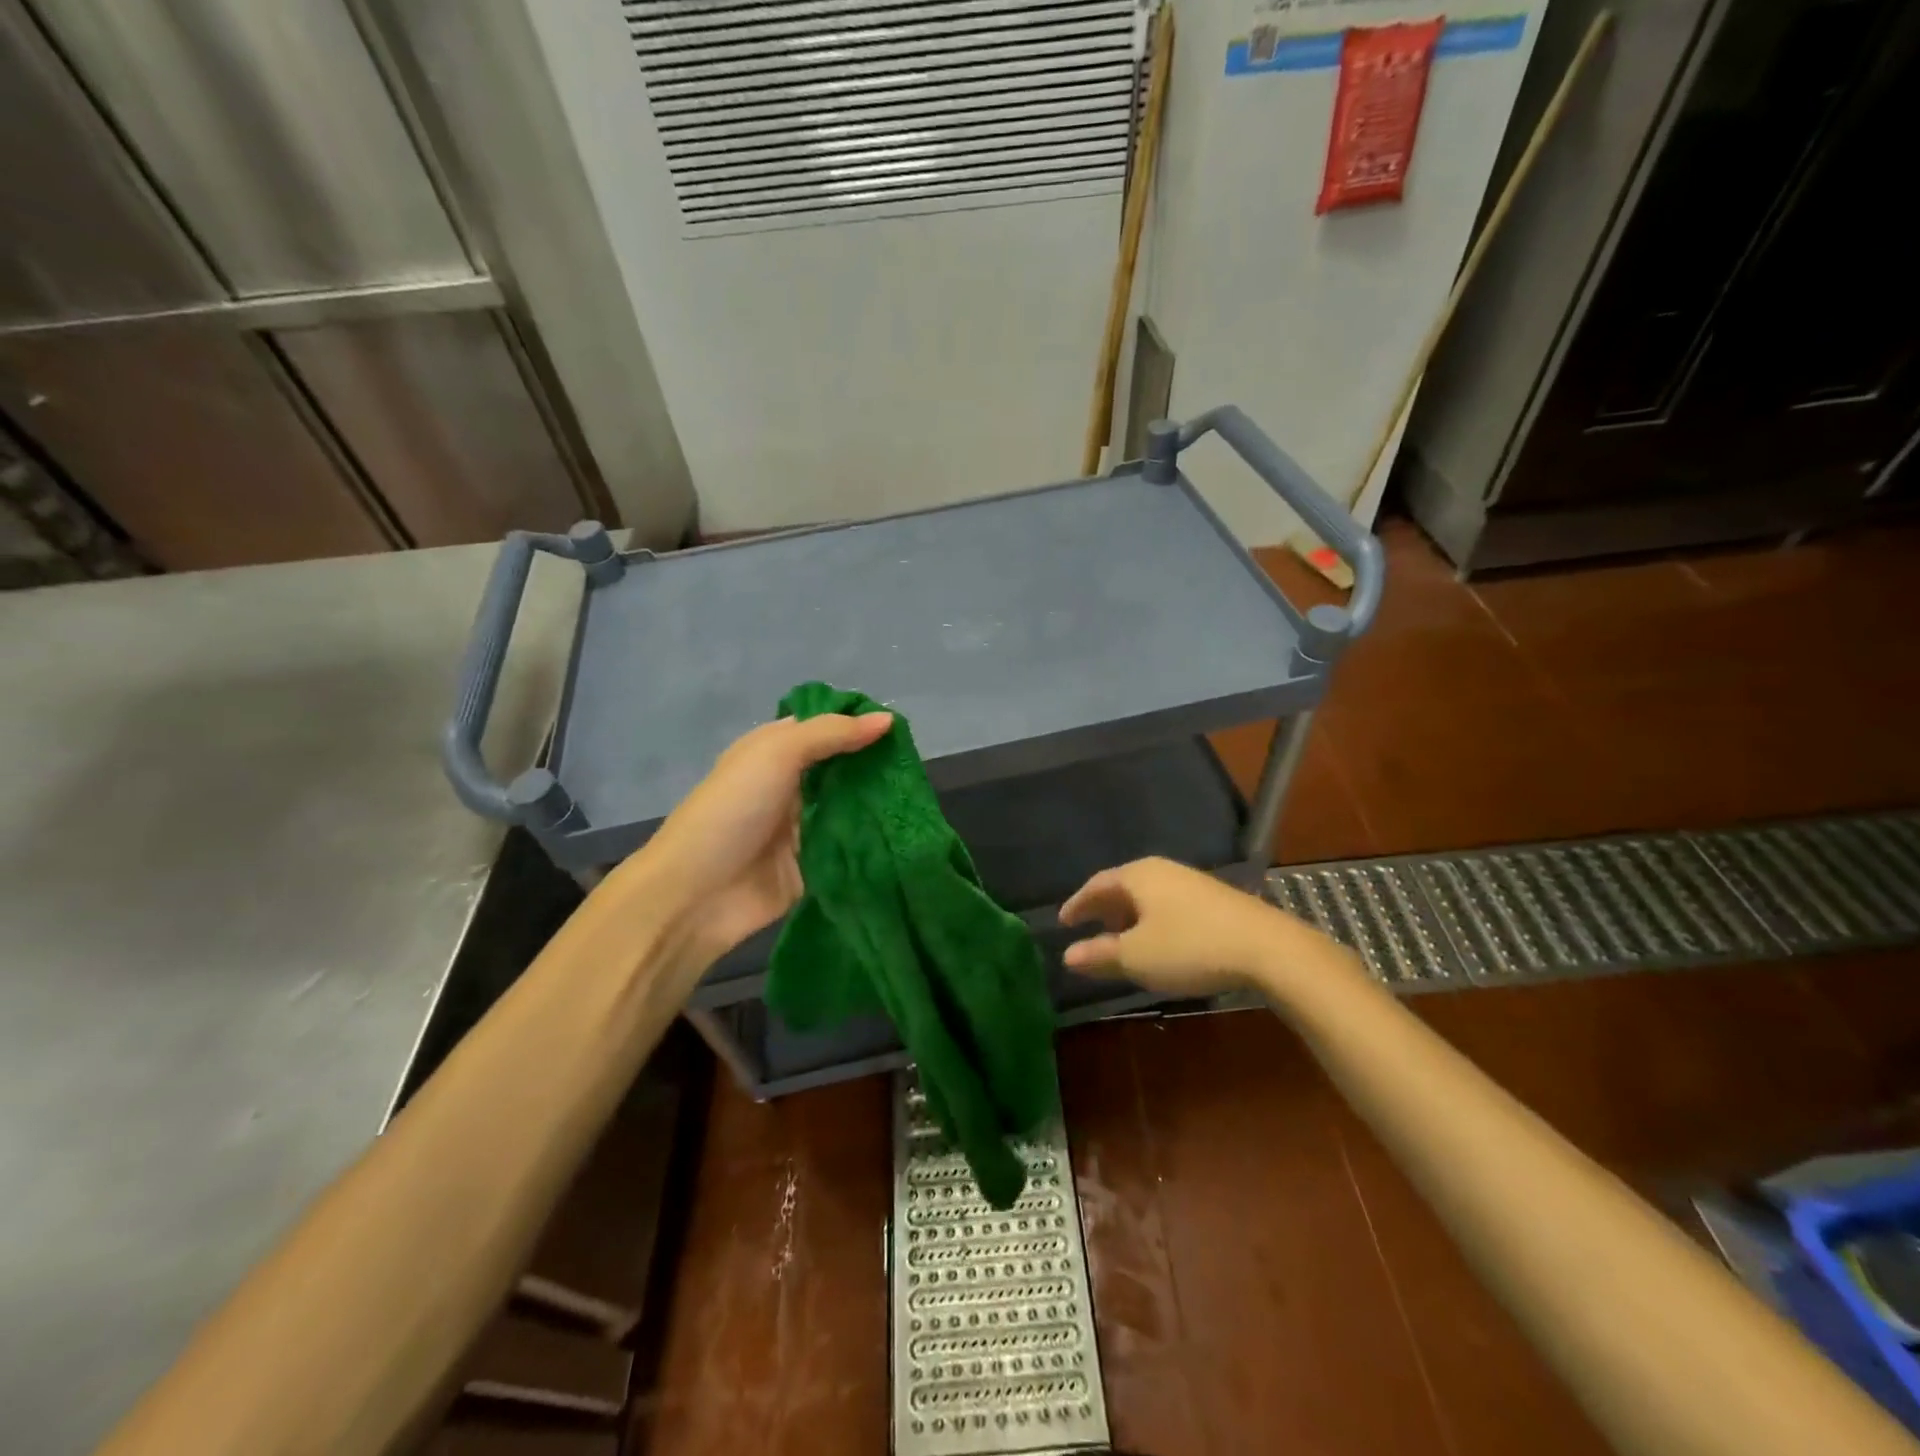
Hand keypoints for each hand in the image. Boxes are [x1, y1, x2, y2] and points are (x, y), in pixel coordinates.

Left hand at [636, 712, 892, 960]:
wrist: (696, 894)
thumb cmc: (733, 810)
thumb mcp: (777, 753)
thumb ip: (832, 734)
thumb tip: (888, 719)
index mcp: (775, 751)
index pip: (825, 727)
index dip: (859, 723)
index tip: (902, 729)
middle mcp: (791, 785)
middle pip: (843, 768)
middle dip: (876, 766)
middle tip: (915, 768)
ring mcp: (803, 827)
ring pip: (851, 808)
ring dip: (879, 804)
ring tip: (919, 800)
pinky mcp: (815, 866)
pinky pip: (850, 848)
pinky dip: (873, 842)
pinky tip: (906, 835)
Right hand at [1059, 857, 1294, 996]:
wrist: (1268, 948)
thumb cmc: (1190, 947)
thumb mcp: (1137, 957)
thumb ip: (1100, 955)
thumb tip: (1067, 955)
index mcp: (1138, 876)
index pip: (1097, 884)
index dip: (1077, 904)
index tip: (1064, 921)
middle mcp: (1163, 870)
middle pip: (1123, 886)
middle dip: (1104, 908)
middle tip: (1089, 929)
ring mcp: (1192, 881)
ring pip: (1148, 895)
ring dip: (1130, 916)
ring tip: (1122, 939)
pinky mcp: (1215, 898)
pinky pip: (1169, 903)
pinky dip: (1154, 919)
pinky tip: (1160, 941)